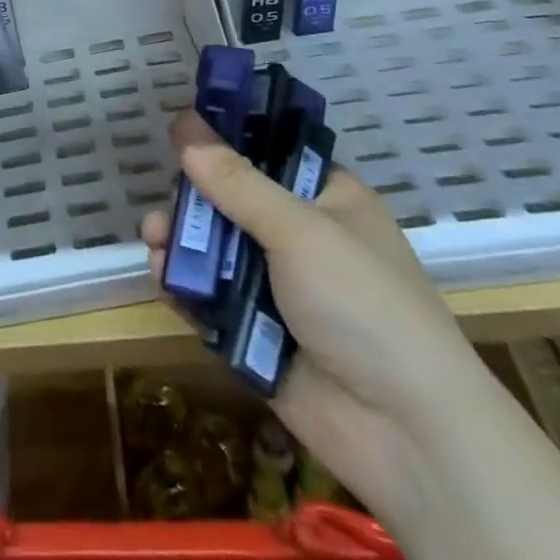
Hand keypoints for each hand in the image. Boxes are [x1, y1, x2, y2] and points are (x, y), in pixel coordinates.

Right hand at [141, 112, 488, 517]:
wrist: (406, 435)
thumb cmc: (363, 304)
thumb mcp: (299, 230)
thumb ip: (236, 182)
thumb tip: (185, 124)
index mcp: (327, 200)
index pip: (269, 155)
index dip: (225, 143)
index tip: (179, 133)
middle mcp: (302, 237)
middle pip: (232, 202)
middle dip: (192, 201)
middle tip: (163, 207)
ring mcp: (279, 288)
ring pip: (217, 251)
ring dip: (183, 243)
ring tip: (153, 242)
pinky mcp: (257, 333)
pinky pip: (212, 298)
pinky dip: (187, 287)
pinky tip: (162, 278)